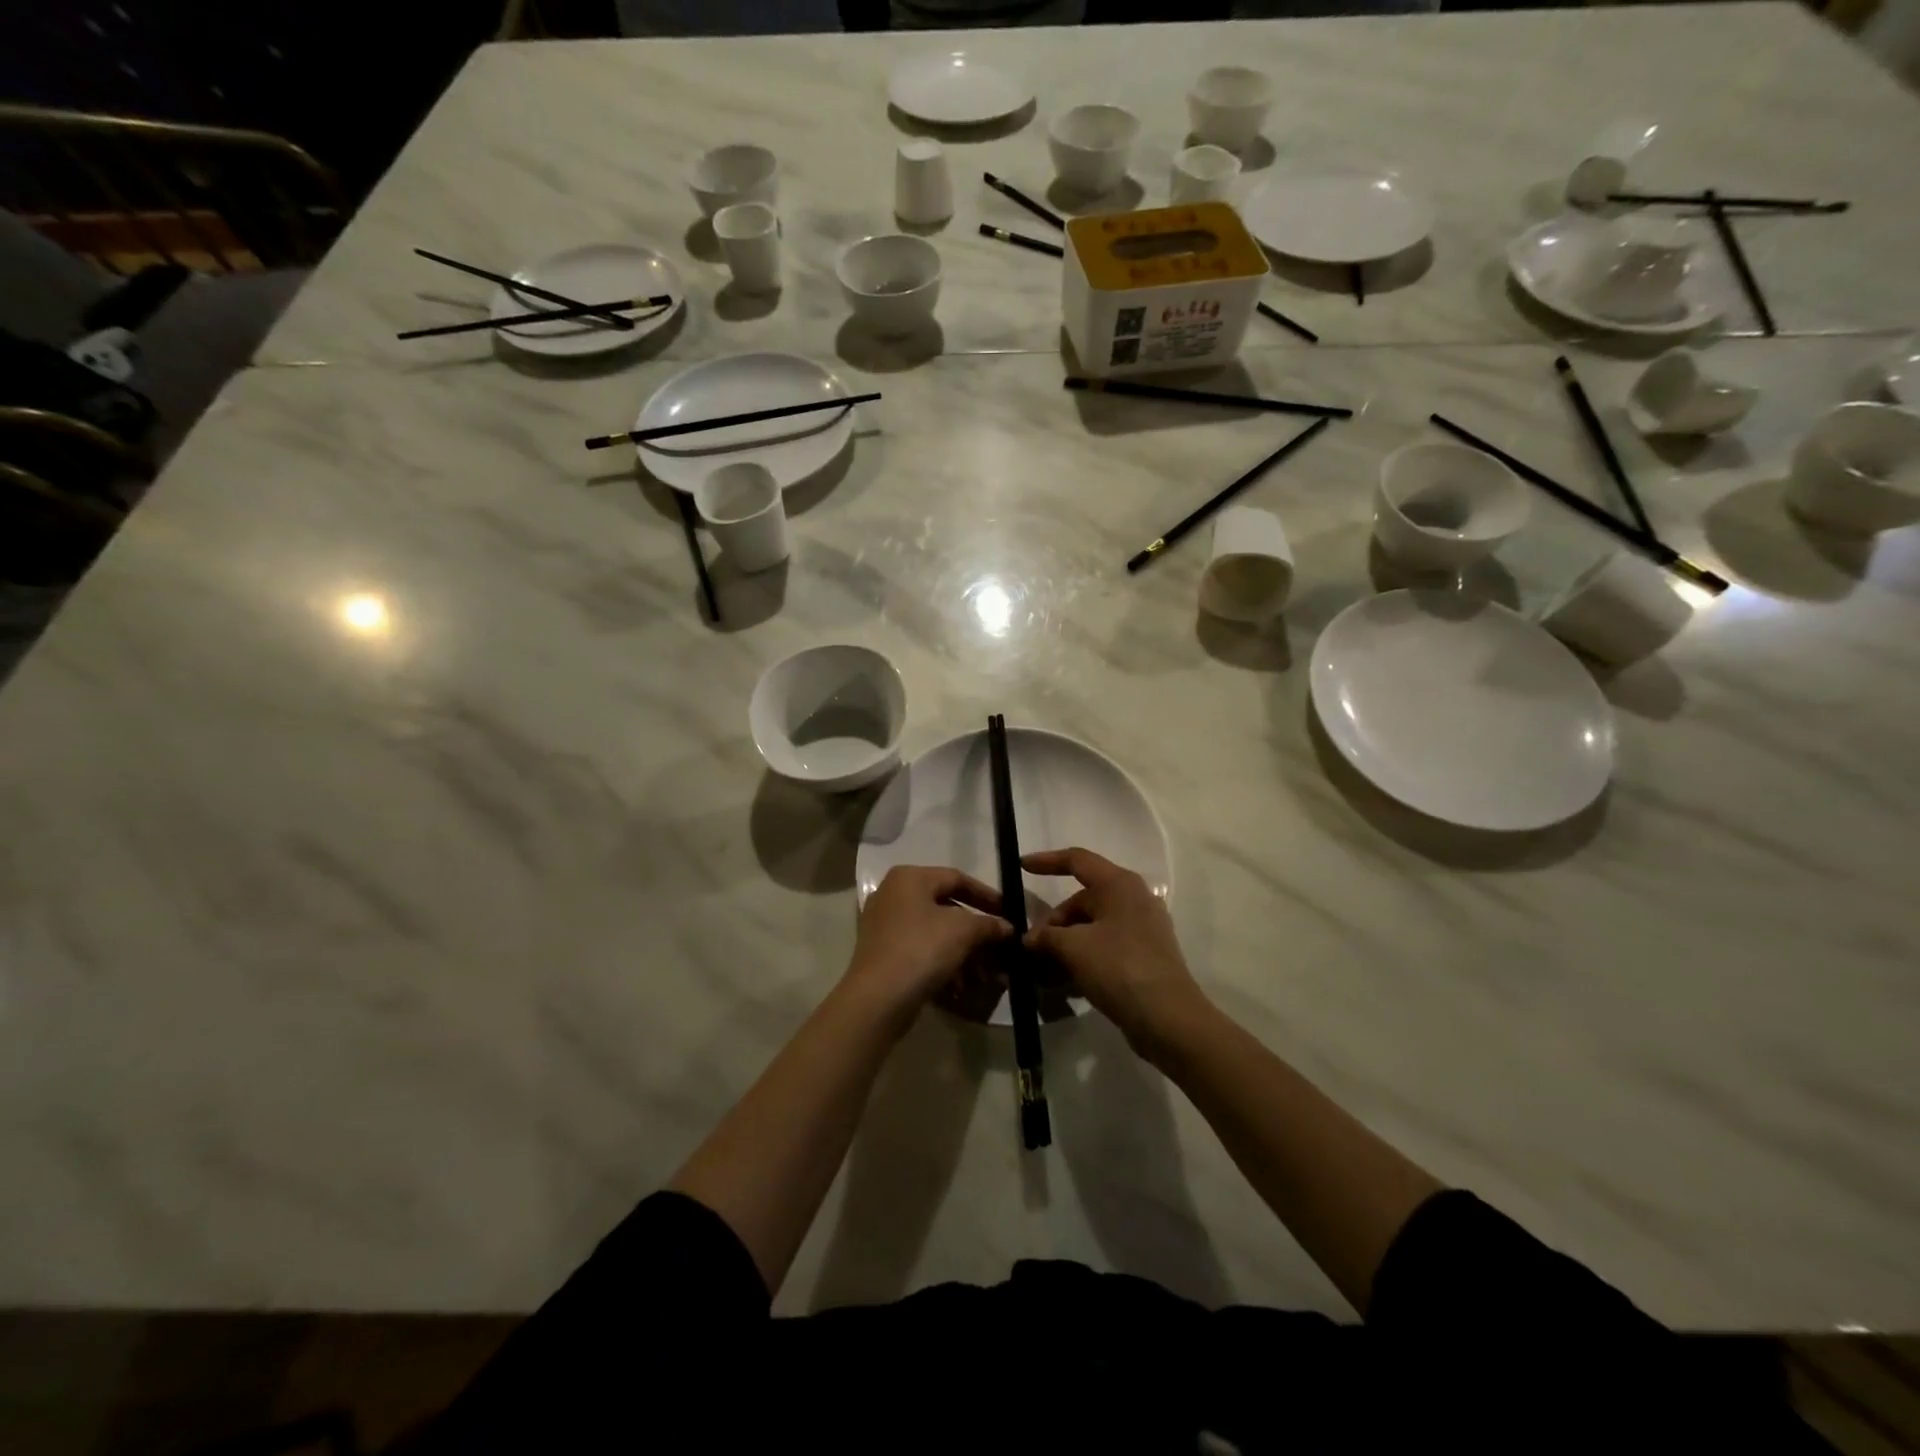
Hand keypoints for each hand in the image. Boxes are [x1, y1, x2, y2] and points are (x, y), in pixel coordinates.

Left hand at [844, 866, 1012, 1027]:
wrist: (877, 998)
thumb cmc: (922, 949)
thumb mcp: (964, 931)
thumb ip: (989, 924)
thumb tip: (1007, 927)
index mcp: (909, 878)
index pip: (957, 878)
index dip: (987, 896)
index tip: (1009, 914)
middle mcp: (893, 894)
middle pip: (947, 908)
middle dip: (977, 933)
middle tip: (1000, 950)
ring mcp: (884, 925)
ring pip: (935, 934)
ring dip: (964, 954)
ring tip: (985, 978)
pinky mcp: (883, 954)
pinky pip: (921, 952)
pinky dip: (944, 965)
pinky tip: (961, 988)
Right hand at [1021, 847, 1207, 1058]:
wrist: (1168, 1018)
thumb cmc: (1119, 967)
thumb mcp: (1073, 948)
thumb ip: (1045, 936)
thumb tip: (1030, 939)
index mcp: (1119, 884)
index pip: (1077, 860)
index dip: (1047, 861)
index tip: (1020, 867)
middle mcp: (1134, 899)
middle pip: (1082, 901)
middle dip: (1053, 923)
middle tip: (1032, 948)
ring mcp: (1142, 929)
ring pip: (1092, 927)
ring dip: (1065, 945)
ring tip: (1042, 970)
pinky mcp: (1144, 956)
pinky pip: (1105, 947)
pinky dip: (1083, 958)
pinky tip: (1064, 982)